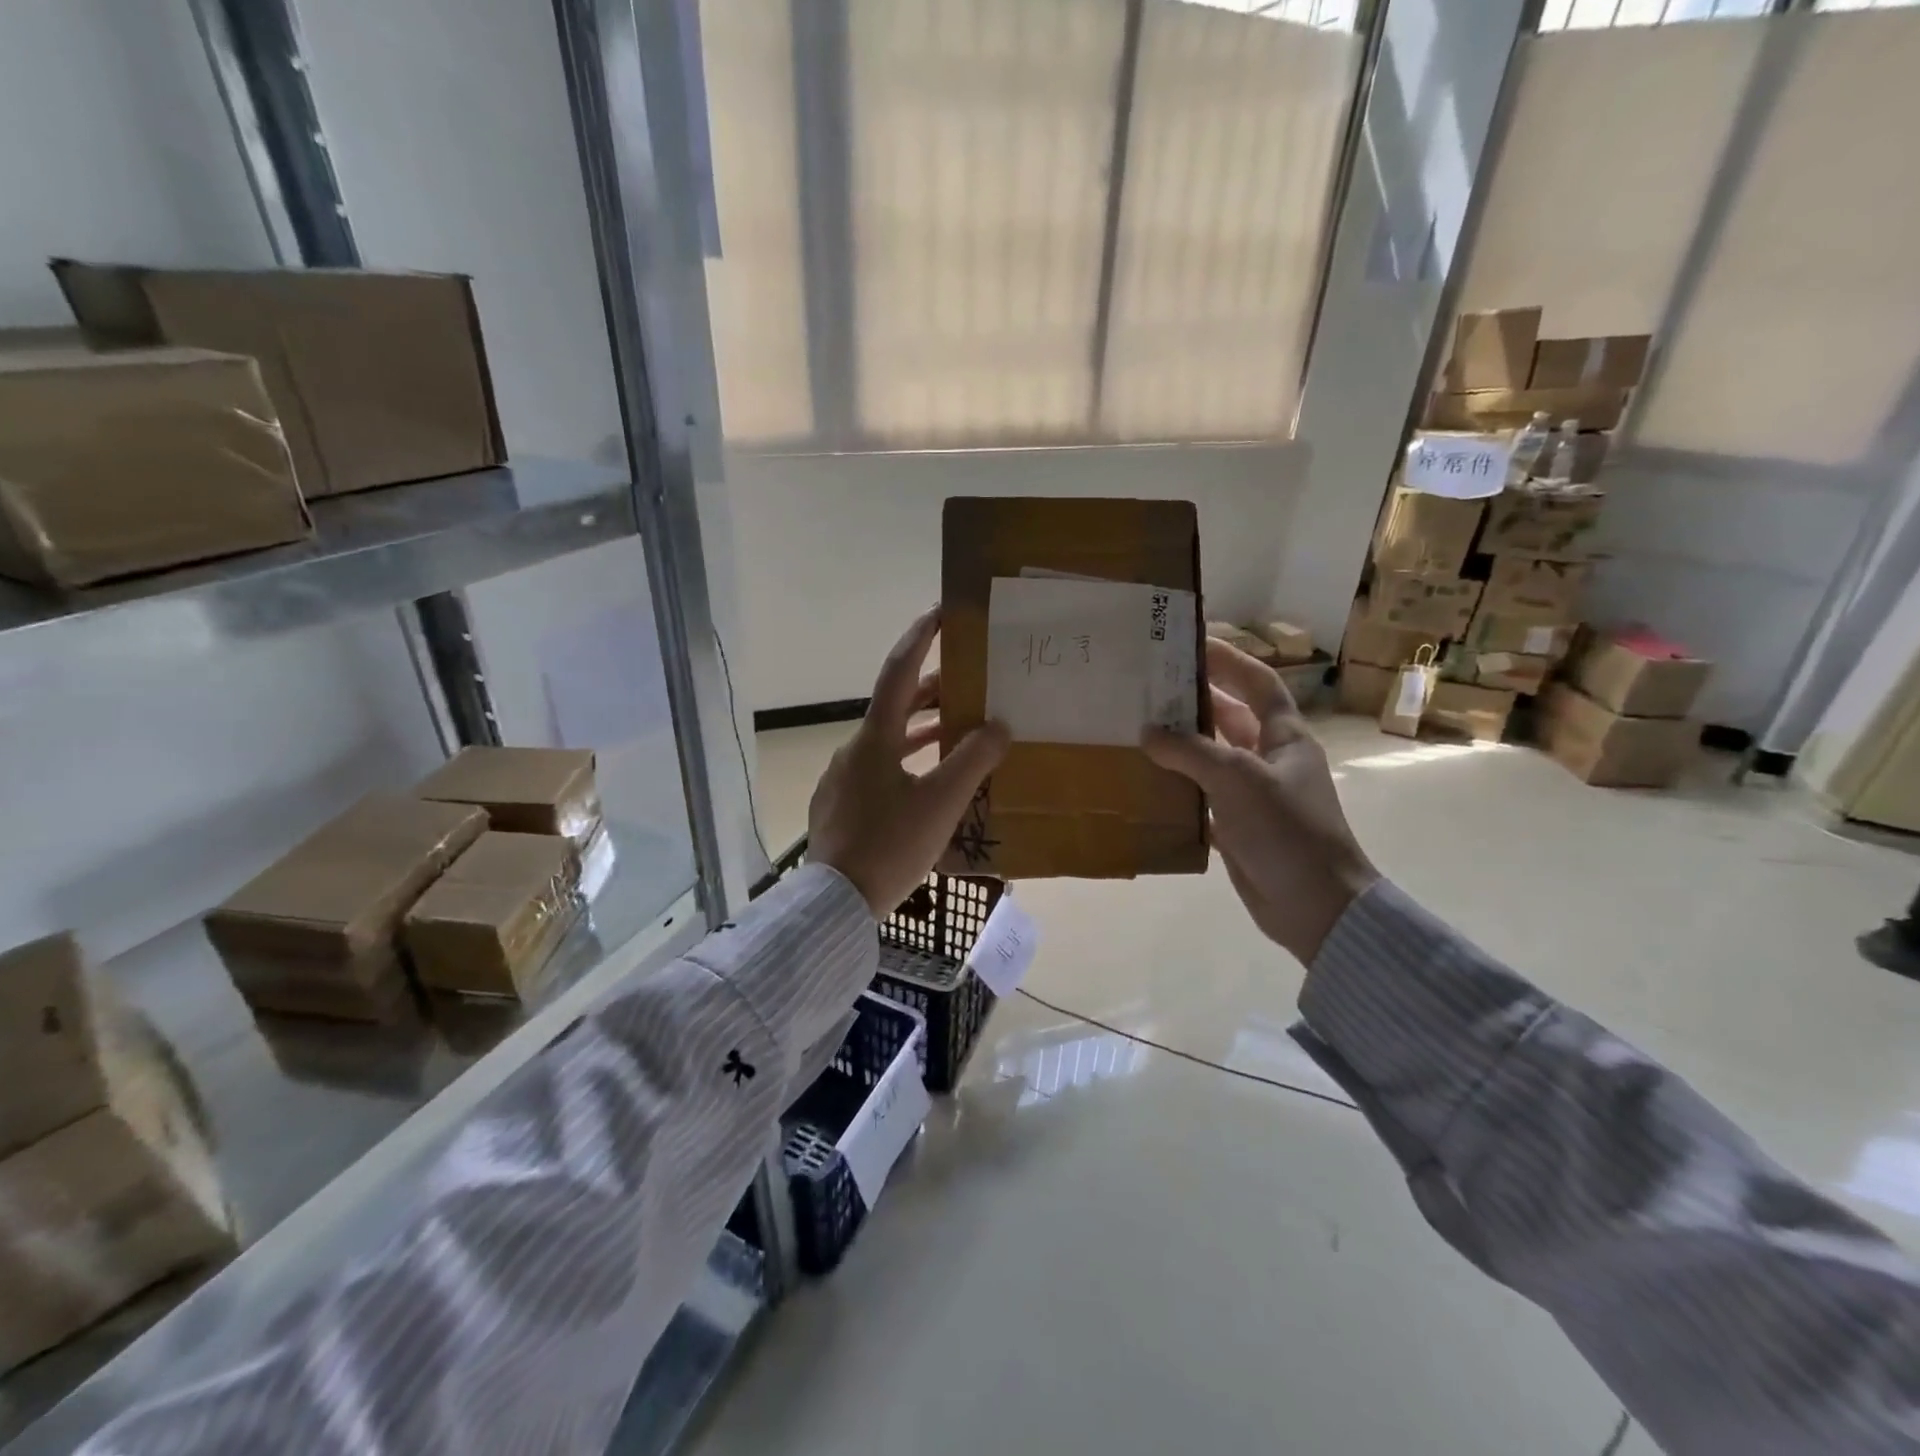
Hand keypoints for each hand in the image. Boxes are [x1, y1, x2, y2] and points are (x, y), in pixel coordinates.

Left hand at [809, 607, 1010, 917]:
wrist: (835, 902)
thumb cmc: (890, 845)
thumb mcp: (941, 803)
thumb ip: (972, 760)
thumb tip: (998, 726)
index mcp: (875, 738)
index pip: (898, 671)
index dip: (920, 638)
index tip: (940, 612)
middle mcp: (854, 749)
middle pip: (895, 707)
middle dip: (931, 692)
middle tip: (967, 683)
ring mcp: (843, 779)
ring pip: (887, 741)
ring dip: (920, 731)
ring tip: (955, 731)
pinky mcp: (840, 805)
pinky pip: (878, 769)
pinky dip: (906, 762)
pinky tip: (926, 784)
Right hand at [1143, 638, 1377, 962]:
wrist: (1315, 905)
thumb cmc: (1288, 830)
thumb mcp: (1239, 780)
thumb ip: (1191, 751)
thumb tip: (1148, 732)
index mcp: (1285, 737)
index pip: (1258, 683)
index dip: (1229, 660)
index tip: (1191, 642)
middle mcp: (1269, 759)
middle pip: (1229, 717)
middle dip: (1193, 700)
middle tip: (1148, 685)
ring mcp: (1252, 794)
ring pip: (1210, 757)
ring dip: (1179, 744)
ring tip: (1135, 726)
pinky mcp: (1237, 825)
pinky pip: (1200, 794)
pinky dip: (1175, 786)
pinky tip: (1143, 779)